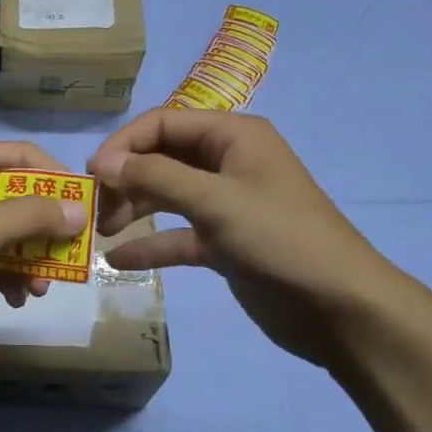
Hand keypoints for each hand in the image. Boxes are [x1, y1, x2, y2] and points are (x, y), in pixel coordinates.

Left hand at [0, 142, 88, 367]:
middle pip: (21, 198)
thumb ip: (28, 218)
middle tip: (74, 254)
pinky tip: (20, 297)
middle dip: (47, 227)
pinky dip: (15, 277)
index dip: (56, 177)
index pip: (20, 157)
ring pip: (14, 234)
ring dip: (34, 258)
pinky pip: (0, 261)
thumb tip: (80, 210)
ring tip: (42, 285)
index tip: (88, 207)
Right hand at [89, 109, 429, 375]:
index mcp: (232, 136)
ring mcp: (225, 204)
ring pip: (166, 195)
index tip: (91, 174)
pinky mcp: (224, 243)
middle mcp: (226, 162)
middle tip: (92, 206)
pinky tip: (118, 259)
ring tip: (100, 230)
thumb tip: (103, 162)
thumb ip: (156, 176)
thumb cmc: (281, 239)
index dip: (123, 144)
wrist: (340, 308)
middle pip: (161, 157)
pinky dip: (150, 244)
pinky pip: (177, 235)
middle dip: (125, 177)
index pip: (162, 123)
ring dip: (132, 208)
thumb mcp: (216, 201)